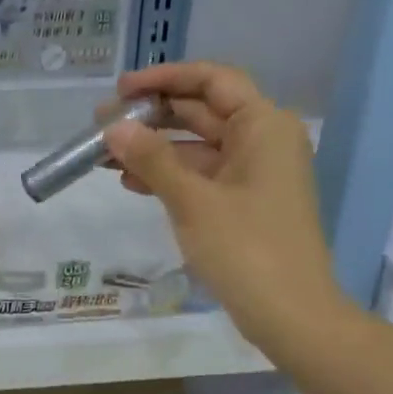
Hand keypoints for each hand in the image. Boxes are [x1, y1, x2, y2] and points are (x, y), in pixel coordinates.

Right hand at [102, 61, 356, 359]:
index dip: (165, 79)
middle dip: (152, 116)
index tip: (122, 89)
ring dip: (154, 148)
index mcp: (263, 126)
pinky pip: (202, 176)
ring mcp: (254, 174)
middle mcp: (263, 141)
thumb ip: (152, 159)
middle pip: (202, 112)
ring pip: (197, 147)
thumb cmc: (246, 249)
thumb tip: (114, 128)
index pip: (212, 81)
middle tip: (101, 122)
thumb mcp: (193, 200)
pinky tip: (131, 181)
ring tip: (105, 155)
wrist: (291, 314)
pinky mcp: (244, 203)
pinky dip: (169, 175)